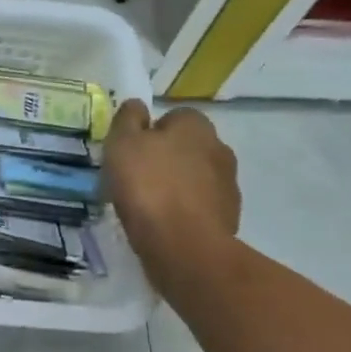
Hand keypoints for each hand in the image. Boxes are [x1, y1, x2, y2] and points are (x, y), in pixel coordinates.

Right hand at [105, 101, 240, 286]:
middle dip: (165, 158)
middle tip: (136, 178)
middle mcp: (219, 148)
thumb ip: (128, 119)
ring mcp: (228, 184)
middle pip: (186, 147)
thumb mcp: (122, 143)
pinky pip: (200, 205)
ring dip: (177, 185)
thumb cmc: (148, 186)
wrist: (184, 246)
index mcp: (195, 125)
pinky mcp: (229, 216)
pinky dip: (185, 211)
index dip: (149, 133)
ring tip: (148, 205)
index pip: (173, 117)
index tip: (130, 153)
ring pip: (195, 177)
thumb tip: (137, 106)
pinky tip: (164, 224)